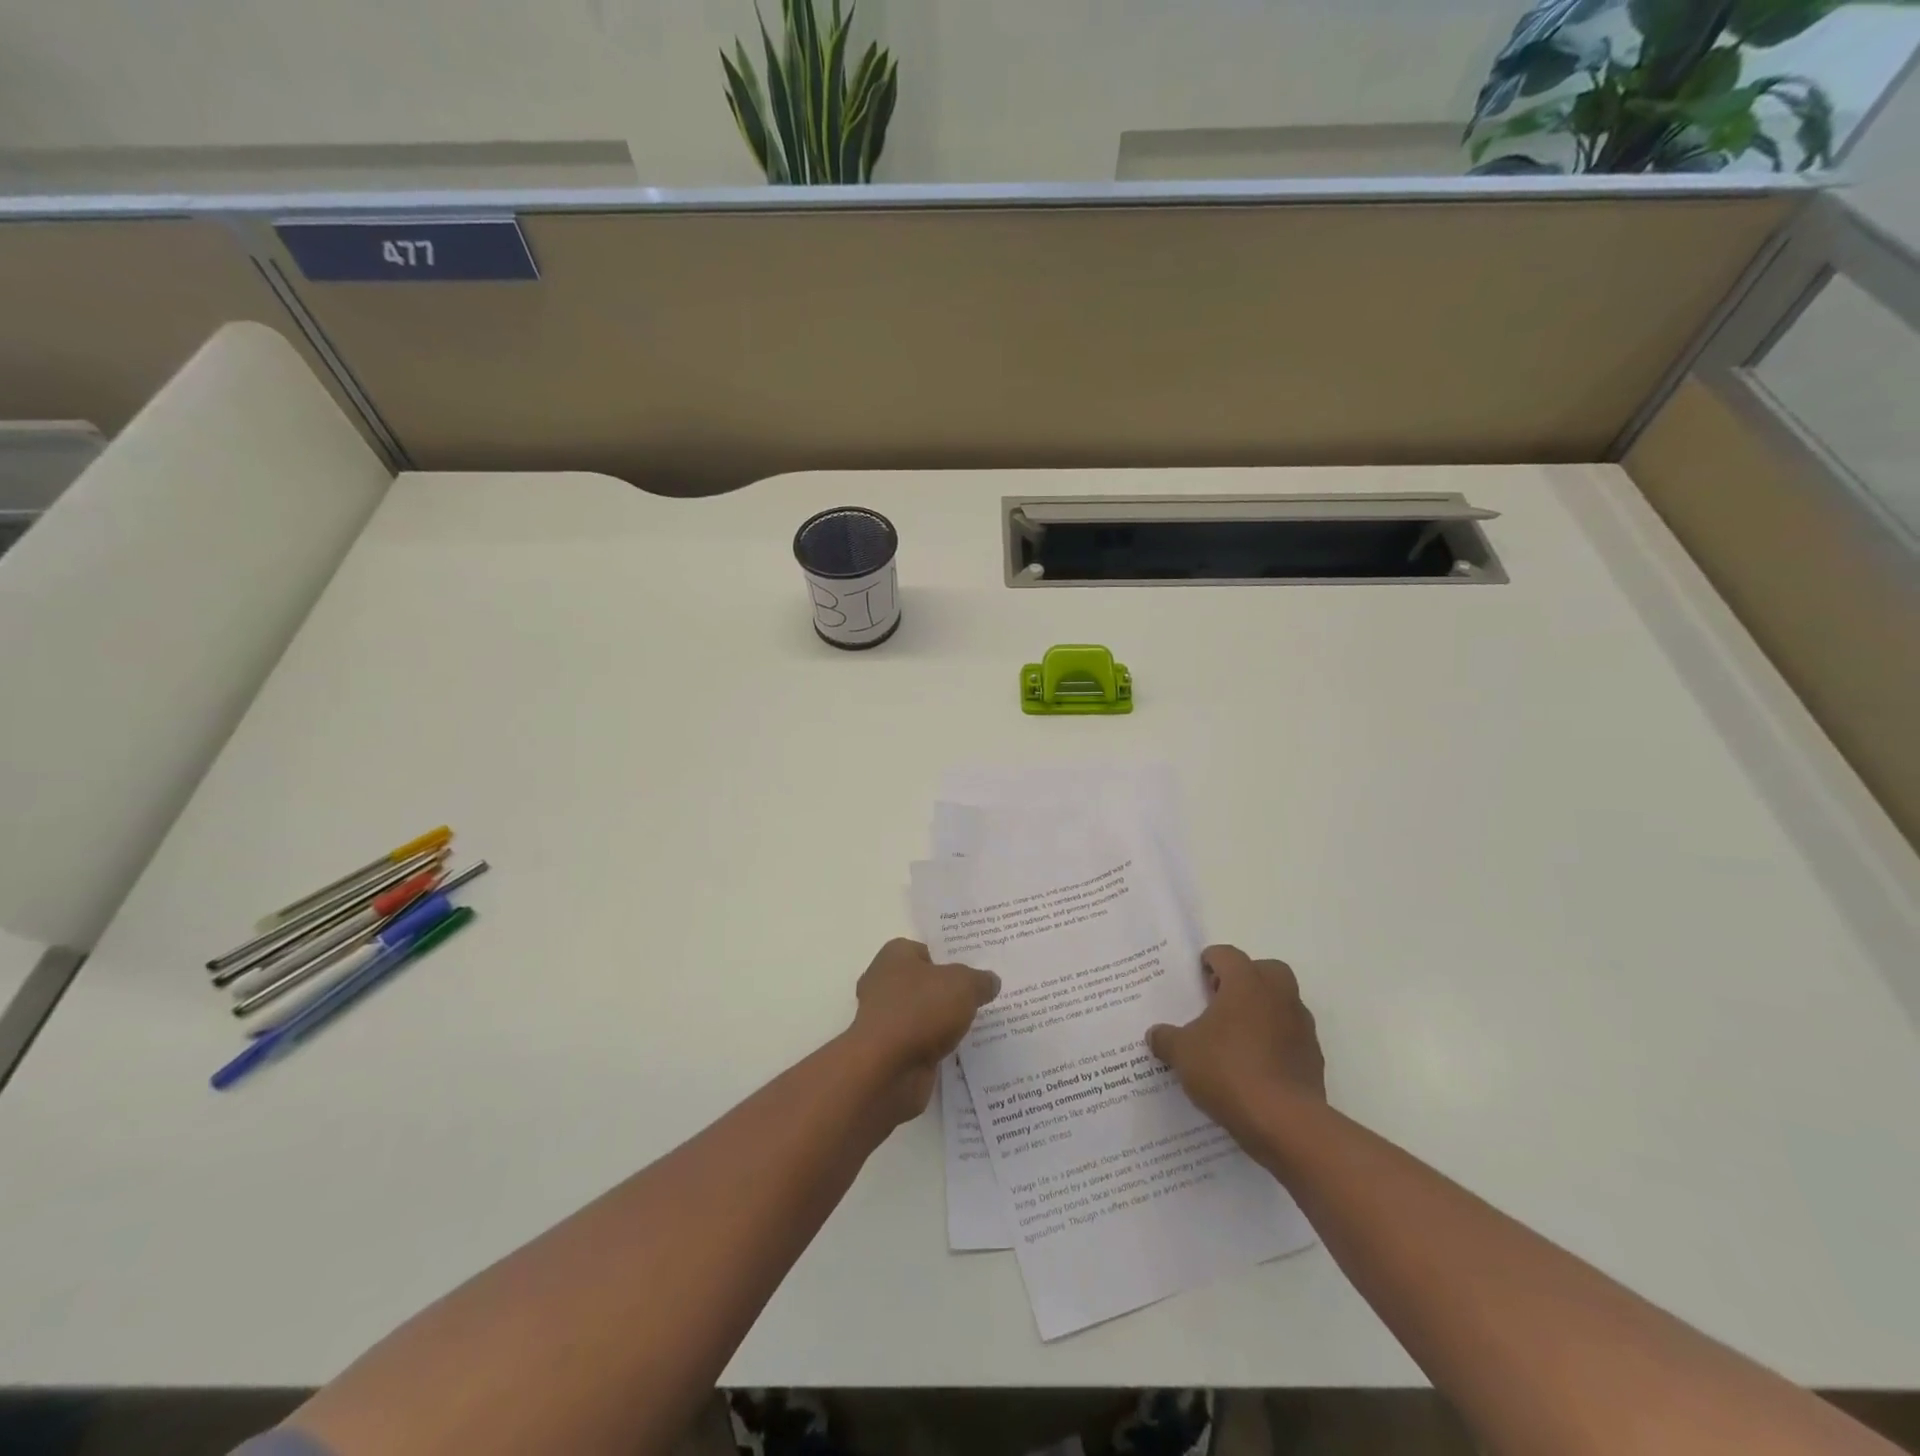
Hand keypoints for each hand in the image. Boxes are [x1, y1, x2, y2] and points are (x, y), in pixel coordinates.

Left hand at [849, 939, 999, 1124]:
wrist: (886, 1070)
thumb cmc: (920, 1011)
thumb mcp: (963, 985)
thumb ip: (980, 980)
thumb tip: (990, 981)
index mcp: (894, 956)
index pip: (926, 950)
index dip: (950, 958)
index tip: (975, 970)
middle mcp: (884, 983)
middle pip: (924, 982)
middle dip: (948, 990)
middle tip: (980, 996)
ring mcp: (885, 1019)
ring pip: (922, 1014)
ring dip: (943, 1021)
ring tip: (977, 1024)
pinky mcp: (889, 1051)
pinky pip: (920, 1042)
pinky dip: (936, 1046)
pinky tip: (961, 1050)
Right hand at [1147, 945, 1324, 1142]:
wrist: (1285, 1122)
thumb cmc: (1228, 1071)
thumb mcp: (1182, 1053)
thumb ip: (1166, 1038)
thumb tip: (1155, 1034)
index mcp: (1246, 983)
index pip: (1228, 955)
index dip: (1210, 961)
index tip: (1197, 976)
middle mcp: (1278, 996)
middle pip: (1265, 970)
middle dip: (1245, 979)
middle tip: (1221, 999)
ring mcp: (1301, 1026)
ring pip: (1282, 1003)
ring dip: (1263, 1010)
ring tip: (1236, 1036)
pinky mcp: (1313, 1057)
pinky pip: (1291, 1036)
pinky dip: (1276, 1041)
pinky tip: (1255, 1065)